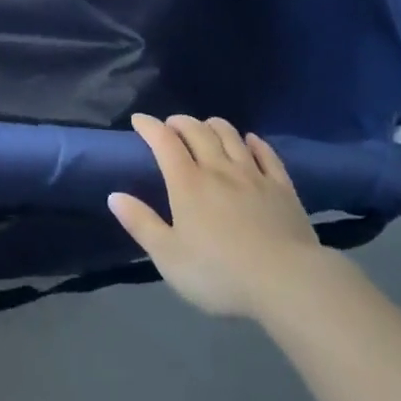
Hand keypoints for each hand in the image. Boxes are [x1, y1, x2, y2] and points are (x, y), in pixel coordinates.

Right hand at [109, 113, 322, 319]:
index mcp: (188, 183)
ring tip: (205, 126)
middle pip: (198, 131)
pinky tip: (251, 140)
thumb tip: (114, 196)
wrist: (286, 281)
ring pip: (230, 136)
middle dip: (180, 122)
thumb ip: (141, 224)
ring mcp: (253, 175)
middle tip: (171, 124)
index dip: (149, 127)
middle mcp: (218, 169)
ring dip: (213, 125)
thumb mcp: (169, 257)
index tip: (138, 120)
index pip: (164, 142)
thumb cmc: (219, 273)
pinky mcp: (281, 187)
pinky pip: (266, 154)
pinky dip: (254, 142)